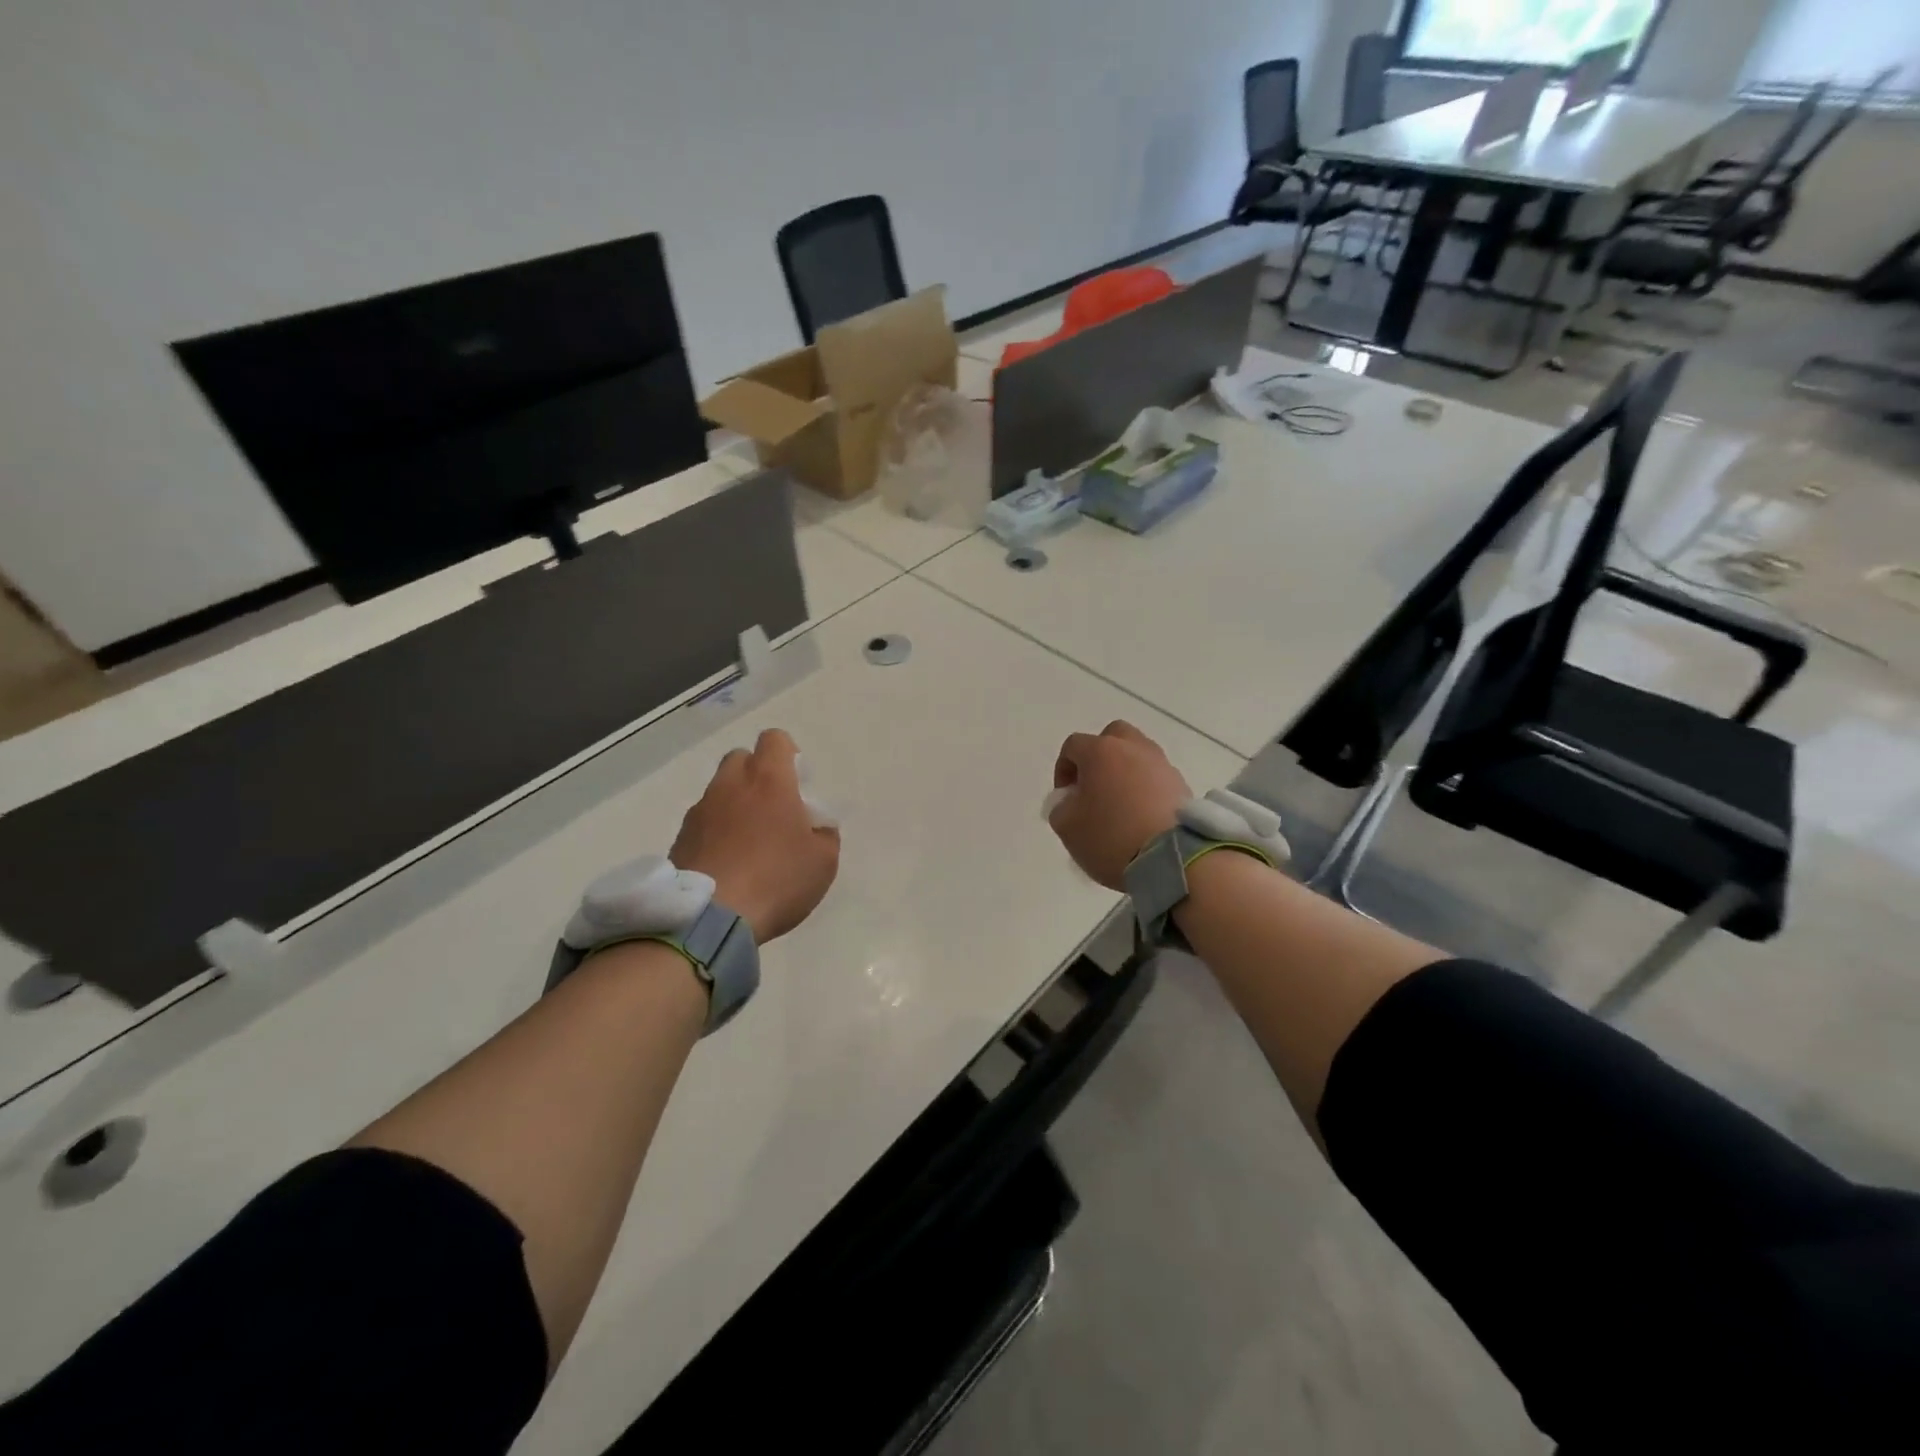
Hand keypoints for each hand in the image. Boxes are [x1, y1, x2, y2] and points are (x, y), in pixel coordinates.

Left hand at [670, 729, 839, 942]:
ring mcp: (700, 811)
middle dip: (757, 776)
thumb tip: (816, 827)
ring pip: (720, 792)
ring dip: (735, 806)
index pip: (774, 739)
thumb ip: (824, 834)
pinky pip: (703, 823)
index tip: (797, 784)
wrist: (709, 918)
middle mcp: (730, 785)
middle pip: (741, 759)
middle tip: (773, 810)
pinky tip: (728, 865)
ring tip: (749, 845)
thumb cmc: (776, 879)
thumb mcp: (823, 861)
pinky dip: (716, 834)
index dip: (788, 755)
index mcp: (769, 780)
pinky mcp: (680, 838)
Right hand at [1046, 720, 1190, 890]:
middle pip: (1112, 737)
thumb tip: (1070, 800)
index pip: (1073, 745)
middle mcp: (1133, 748)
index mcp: (1101, 751)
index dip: (1063, 769)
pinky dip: (1147, 788)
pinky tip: (1142, 815)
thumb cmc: (1111, 837)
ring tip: (1121, 804)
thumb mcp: (1067, 827)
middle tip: (1094, 786)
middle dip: (1099, 756)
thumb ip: (1060, 807)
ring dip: (1126, 771)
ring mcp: (1162, 764)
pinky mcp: (1182, 785)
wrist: (1172, 859)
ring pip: (1138, 755)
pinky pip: (1157, 777)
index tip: (1066, 797)